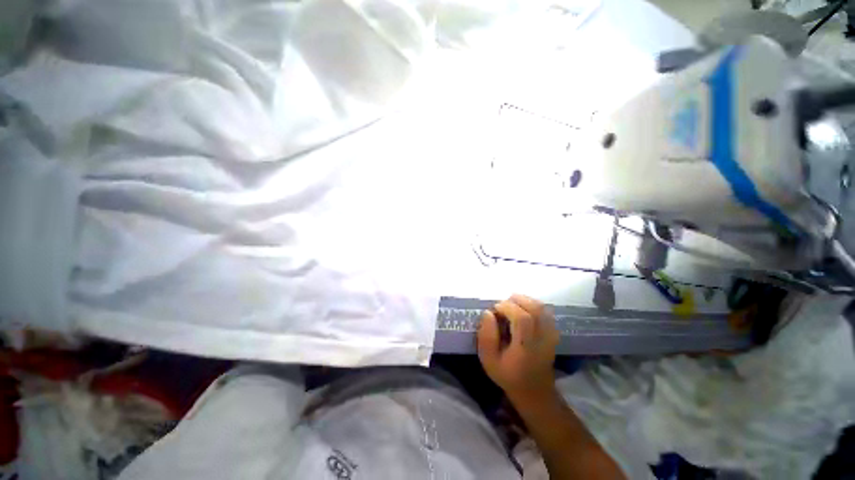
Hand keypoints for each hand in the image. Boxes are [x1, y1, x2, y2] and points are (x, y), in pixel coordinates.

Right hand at [477, 294, 559, 400]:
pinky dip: (534, 305)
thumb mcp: (488, 360)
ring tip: (511, 304)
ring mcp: (550, 336)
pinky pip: (546, 312)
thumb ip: (486, 337)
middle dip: (516, 300)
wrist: (534, 391)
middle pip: (535, 309)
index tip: (495, 308)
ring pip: (542, 308)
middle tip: (503, 304)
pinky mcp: (553, 333)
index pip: (523, 319)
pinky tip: (523, 309)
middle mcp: (542, 340)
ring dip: (525, 300)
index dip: (507, 307)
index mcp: (525, 348)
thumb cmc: (508, 375)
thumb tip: (488, 313)